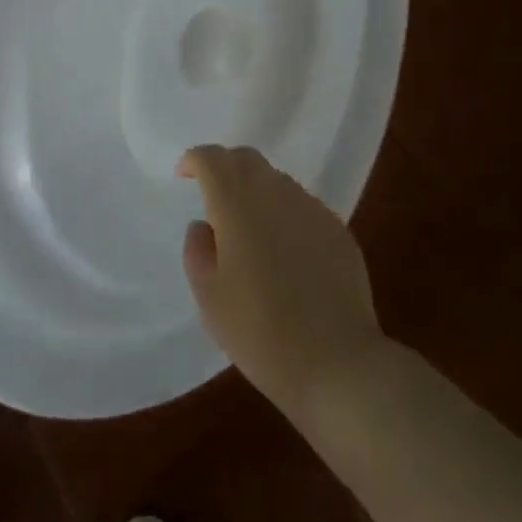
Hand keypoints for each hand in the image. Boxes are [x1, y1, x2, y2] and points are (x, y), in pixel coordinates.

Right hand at [179, 146, 386, 423]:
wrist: (336, 362)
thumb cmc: (259, 332)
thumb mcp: (209, 298)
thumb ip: (198, 250)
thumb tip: (205, 225)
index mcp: (236, 205)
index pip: (212, 159)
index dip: (194, 160)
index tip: (184, 174)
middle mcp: (275, 194)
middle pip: (247, 159)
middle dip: (225, 167)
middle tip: (213, 193)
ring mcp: (311, 209)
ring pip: (277, 181)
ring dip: (256, 190)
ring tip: (249, 227)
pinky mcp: (338, 230)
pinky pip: (302, 206)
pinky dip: (284, 213)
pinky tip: (285, 250)